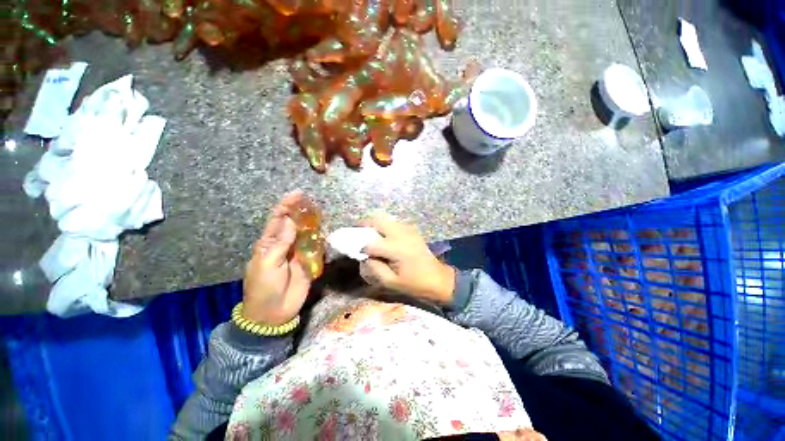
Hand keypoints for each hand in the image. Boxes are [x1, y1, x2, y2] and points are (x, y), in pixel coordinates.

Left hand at [243, 191, 310, 325]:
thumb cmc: (264, 287)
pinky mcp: (310, 261)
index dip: (286, 206)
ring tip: (321, 214)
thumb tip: (290, 220)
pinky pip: (316, 247)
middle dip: (302, 212)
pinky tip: (325, 232)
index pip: (278, 219)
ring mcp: (298, 253)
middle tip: (313, 202)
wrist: (274, 313)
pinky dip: (320, 239)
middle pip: (294, 223)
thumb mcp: (267, 264)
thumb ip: (280, 242)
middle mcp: (285, 244)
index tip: (298, 194)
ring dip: (313, 224)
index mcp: (269, 243)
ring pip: (307, 234)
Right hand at [360, 215, 455, 304]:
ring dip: (376, 225)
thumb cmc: (415, 284)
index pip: (371, 244)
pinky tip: (386, 238)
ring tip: (371, 236)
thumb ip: (374, 268)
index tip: (358, 254)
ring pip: (386, 219)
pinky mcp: (413, 230)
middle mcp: (401, 234)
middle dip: (366, 226)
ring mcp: (408, 230)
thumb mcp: (391, 282)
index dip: (362, 248)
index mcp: (396, 249)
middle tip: (359, 235)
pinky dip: (386, 227)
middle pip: (378, 221)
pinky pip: (395, 223)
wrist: (438, 279)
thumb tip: (365, 257)